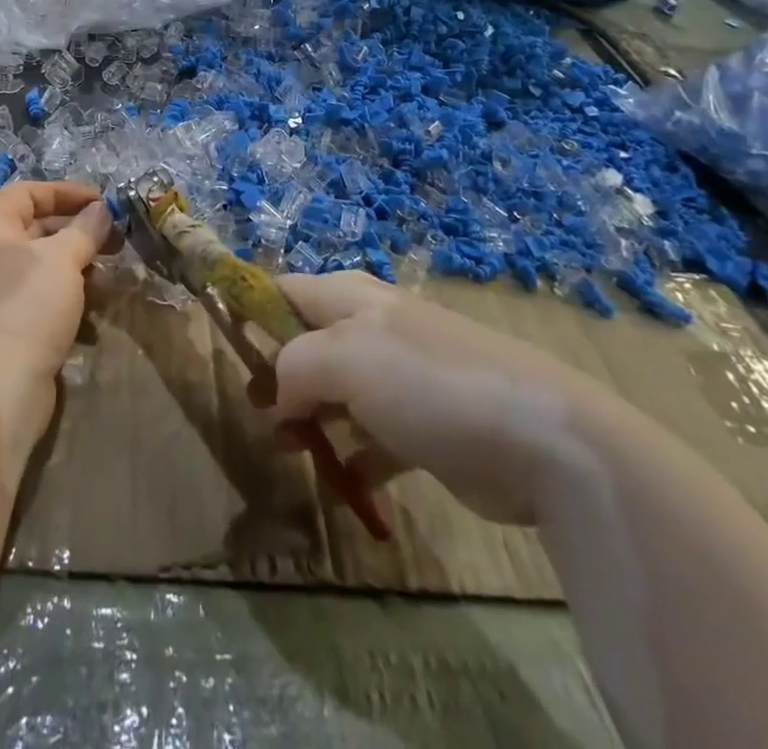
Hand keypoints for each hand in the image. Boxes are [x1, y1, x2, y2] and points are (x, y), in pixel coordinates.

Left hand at [0, 182, 114, 477]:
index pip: (27, 192)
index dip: (66, 192)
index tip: (103, 202)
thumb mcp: (63, 258)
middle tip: (116, 240)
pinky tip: (93, 314)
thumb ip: (85, 228)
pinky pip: (38, 298)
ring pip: (40, 267)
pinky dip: (65, 299)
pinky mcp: (3, 326)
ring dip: (77, 268)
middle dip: (78, 232)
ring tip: (111, 277)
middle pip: (35, 228)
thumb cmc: (27, 305)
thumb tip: (101, 209)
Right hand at [273, 271, 621, 524]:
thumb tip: (275, 396)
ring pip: (336, 392)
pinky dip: (351, 455)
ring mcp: (402, 379)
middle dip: (276, 373)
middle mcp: (373, 329)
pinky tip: (340, 479)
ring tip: (284, 449)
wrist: (543, 442)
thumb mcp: (345, 358)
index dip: (250, 309)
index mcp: (350, 298)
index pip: (284, 289)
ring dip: (308, 418)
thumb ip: (293, 366)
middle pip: (307, 342)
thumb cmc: (430, 382)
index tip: (224, 344)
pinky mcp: (426, 428)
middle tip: (255, 411)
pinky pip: (372, 437)